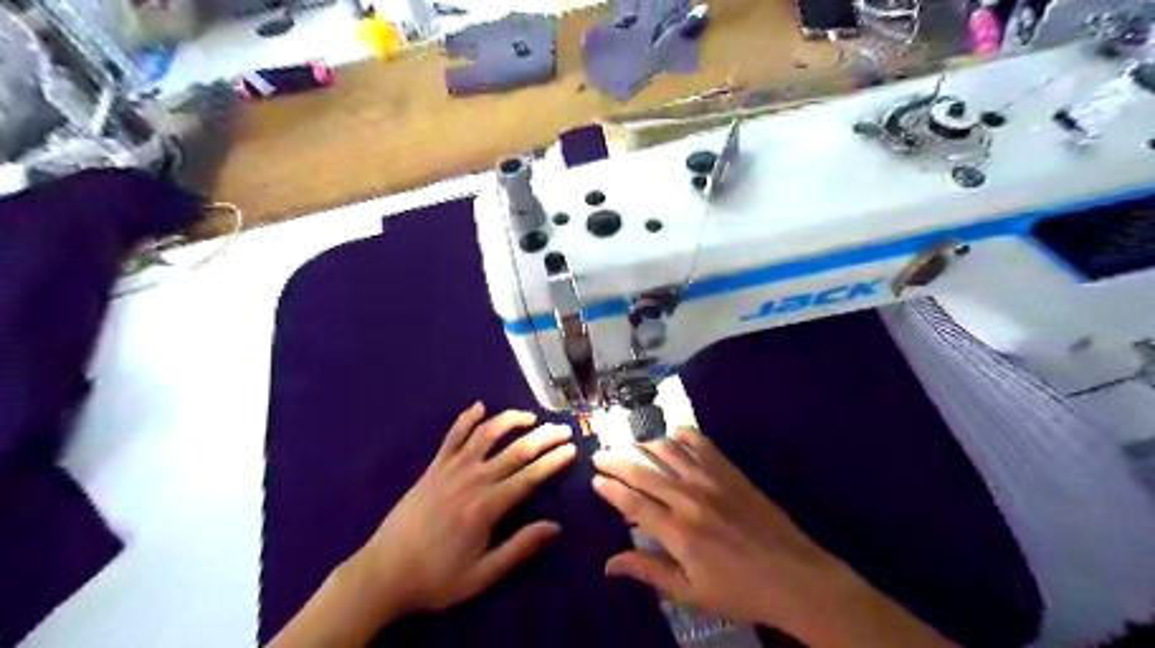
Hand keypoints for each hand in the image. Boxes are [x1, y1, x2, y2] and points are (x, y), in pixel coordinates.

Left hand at [357, 399, 576, 618]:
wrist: (384, 572)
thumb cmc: (437, 577)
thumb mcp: (482, 575)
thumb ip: (519, 548)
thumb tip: (554, 526)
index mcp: (487, 507)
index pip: (530, 477)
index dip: (554, 461)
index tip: (572, 449)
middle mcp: (473, 479)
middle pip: (515, 450)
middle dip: (543, 437)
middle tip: (562, 429)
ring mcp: (451, 469)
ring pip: (486, 434)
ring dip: (511, 420)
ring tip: (530, 417)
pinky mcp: (434, 467)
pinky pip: (453, 435)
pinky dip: (467, 418)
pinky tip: (479, 406)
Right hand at [590, 427, 952, 645]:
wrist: (795, 577)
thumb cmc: (739, 591)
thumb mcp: (690, 592)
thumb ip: (648, 572)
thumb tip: (609, 564)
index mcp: (676, 531)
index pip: (632, 503)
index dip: (610, 488)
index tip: (594, 479)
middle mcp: (688, 498)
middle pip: (643, 471)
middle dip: (617, 460)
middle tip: (600, 454)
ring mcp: (711, 480)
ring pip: (668, 451)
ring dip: (645, 445)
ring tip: (630, 444)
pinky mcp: (730, 472)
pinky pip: (701, 444)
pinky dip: (683, 435)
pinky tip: (673, 435)